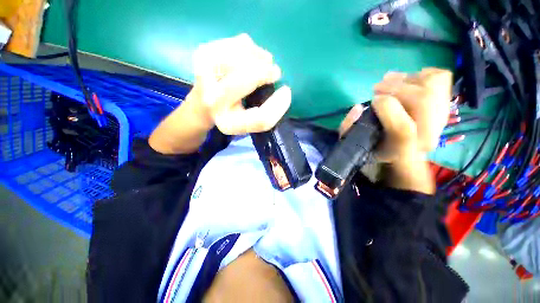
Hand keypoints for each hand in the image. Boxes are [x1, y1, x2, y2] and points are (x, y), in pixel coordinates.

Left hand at [191, 33, 291, 134]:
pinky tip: (250, 54)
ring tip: (264, 61)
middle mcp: (213, 103)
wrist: (202, 107)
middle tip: (275, 71)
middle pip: (246, 80)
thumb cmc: (232, 115)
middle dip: (266, 73)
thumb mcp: (250, 122)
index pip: (260, 118)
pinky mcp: (202, 55)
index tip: (287, 91)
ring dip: (259, 57)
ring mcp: (204, 76)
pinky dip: (249, 46)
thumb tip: (283, 90)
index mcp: (228, 123)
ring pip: (240, 55)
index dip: (278, 106)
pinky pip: (234, 43)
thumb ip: (267, 114)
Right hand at [340, 68, 452, 163]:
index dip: (386, 107)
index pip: (404, 128)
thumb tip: (358, 107)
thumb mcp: (355, 143)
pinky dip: (423, 73)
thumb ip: (348, 128)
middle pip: (422, 101)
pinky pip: (441, 78)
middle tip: (377, 87)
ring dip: (406, 79)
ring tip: (390, 82)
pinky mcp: (444, 104)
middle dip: (396, 88)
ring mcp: (440, 118)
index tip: (373, 100)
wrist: (402, 151)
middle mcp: (427, 136)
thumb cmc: (375, 146)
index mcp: (402, 150)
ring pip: (433, 86)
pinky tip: (407, 81)